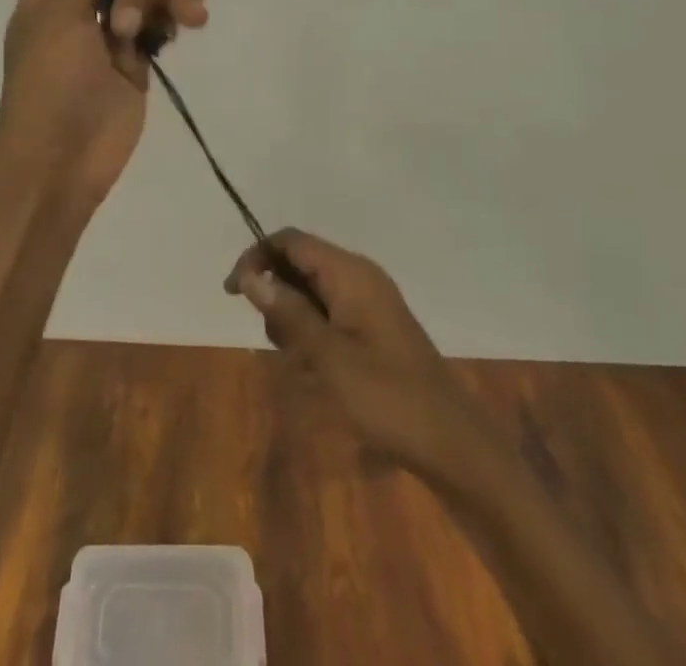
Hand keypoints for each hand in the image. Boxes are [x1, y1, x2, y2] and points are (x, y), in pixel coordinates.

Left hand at [0, 0, 209, 203]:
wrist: (58, 162)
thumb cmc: (48, 86)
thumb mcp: (62, 19)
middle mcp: (83, 6)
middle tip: (125, 28)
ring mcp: (111, 35)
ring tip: (189, 16)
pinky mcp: (135, 62)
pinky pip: (161, 26)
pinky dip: (178, 17)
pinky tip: (198, 16)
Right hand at [227, 229, 478, 470]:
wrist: (452, 444)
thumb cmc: (387, 397)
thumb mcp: (327, 357)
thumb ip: (288, 312)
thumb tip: (250, 275)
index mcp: (350, 272)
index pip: (290, 241)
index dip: (256, 257)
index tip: (233, 293)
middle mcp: (359, 277)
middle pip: (299, 265)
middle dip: (278, 298)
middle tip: (279, 344)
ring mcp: (369, 302)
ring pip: (312, 293)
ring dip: (295, 323)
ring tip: (304, 366)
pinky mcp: (374, 328)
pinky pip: (330, 315)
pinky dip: (314, 336)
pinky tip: (319, 373)